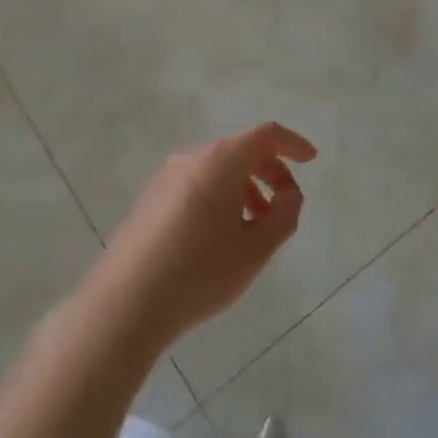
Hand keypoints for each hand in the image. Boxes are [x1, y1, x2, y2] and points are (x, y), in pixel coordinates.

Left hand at [82, 122, 316, 352]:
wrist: (126, 303)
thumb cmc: (200, 272)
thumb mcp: (255, 249)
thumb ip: (283, 216)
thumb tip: (289, 196)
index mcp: (221, 160)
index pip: (266, 135)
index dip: (293, 144)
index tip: (311, 161)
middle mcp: (191, 157)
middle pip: (241, 150)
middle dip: (270, 172)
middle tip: (285, 207)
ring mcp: (166, 177)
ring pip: (218, 170)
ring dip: (245, 189)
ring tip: (254, 229)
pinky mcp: (150, 199)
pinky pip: (196, 184)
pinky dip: (220, 198)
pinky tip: (220, 238)